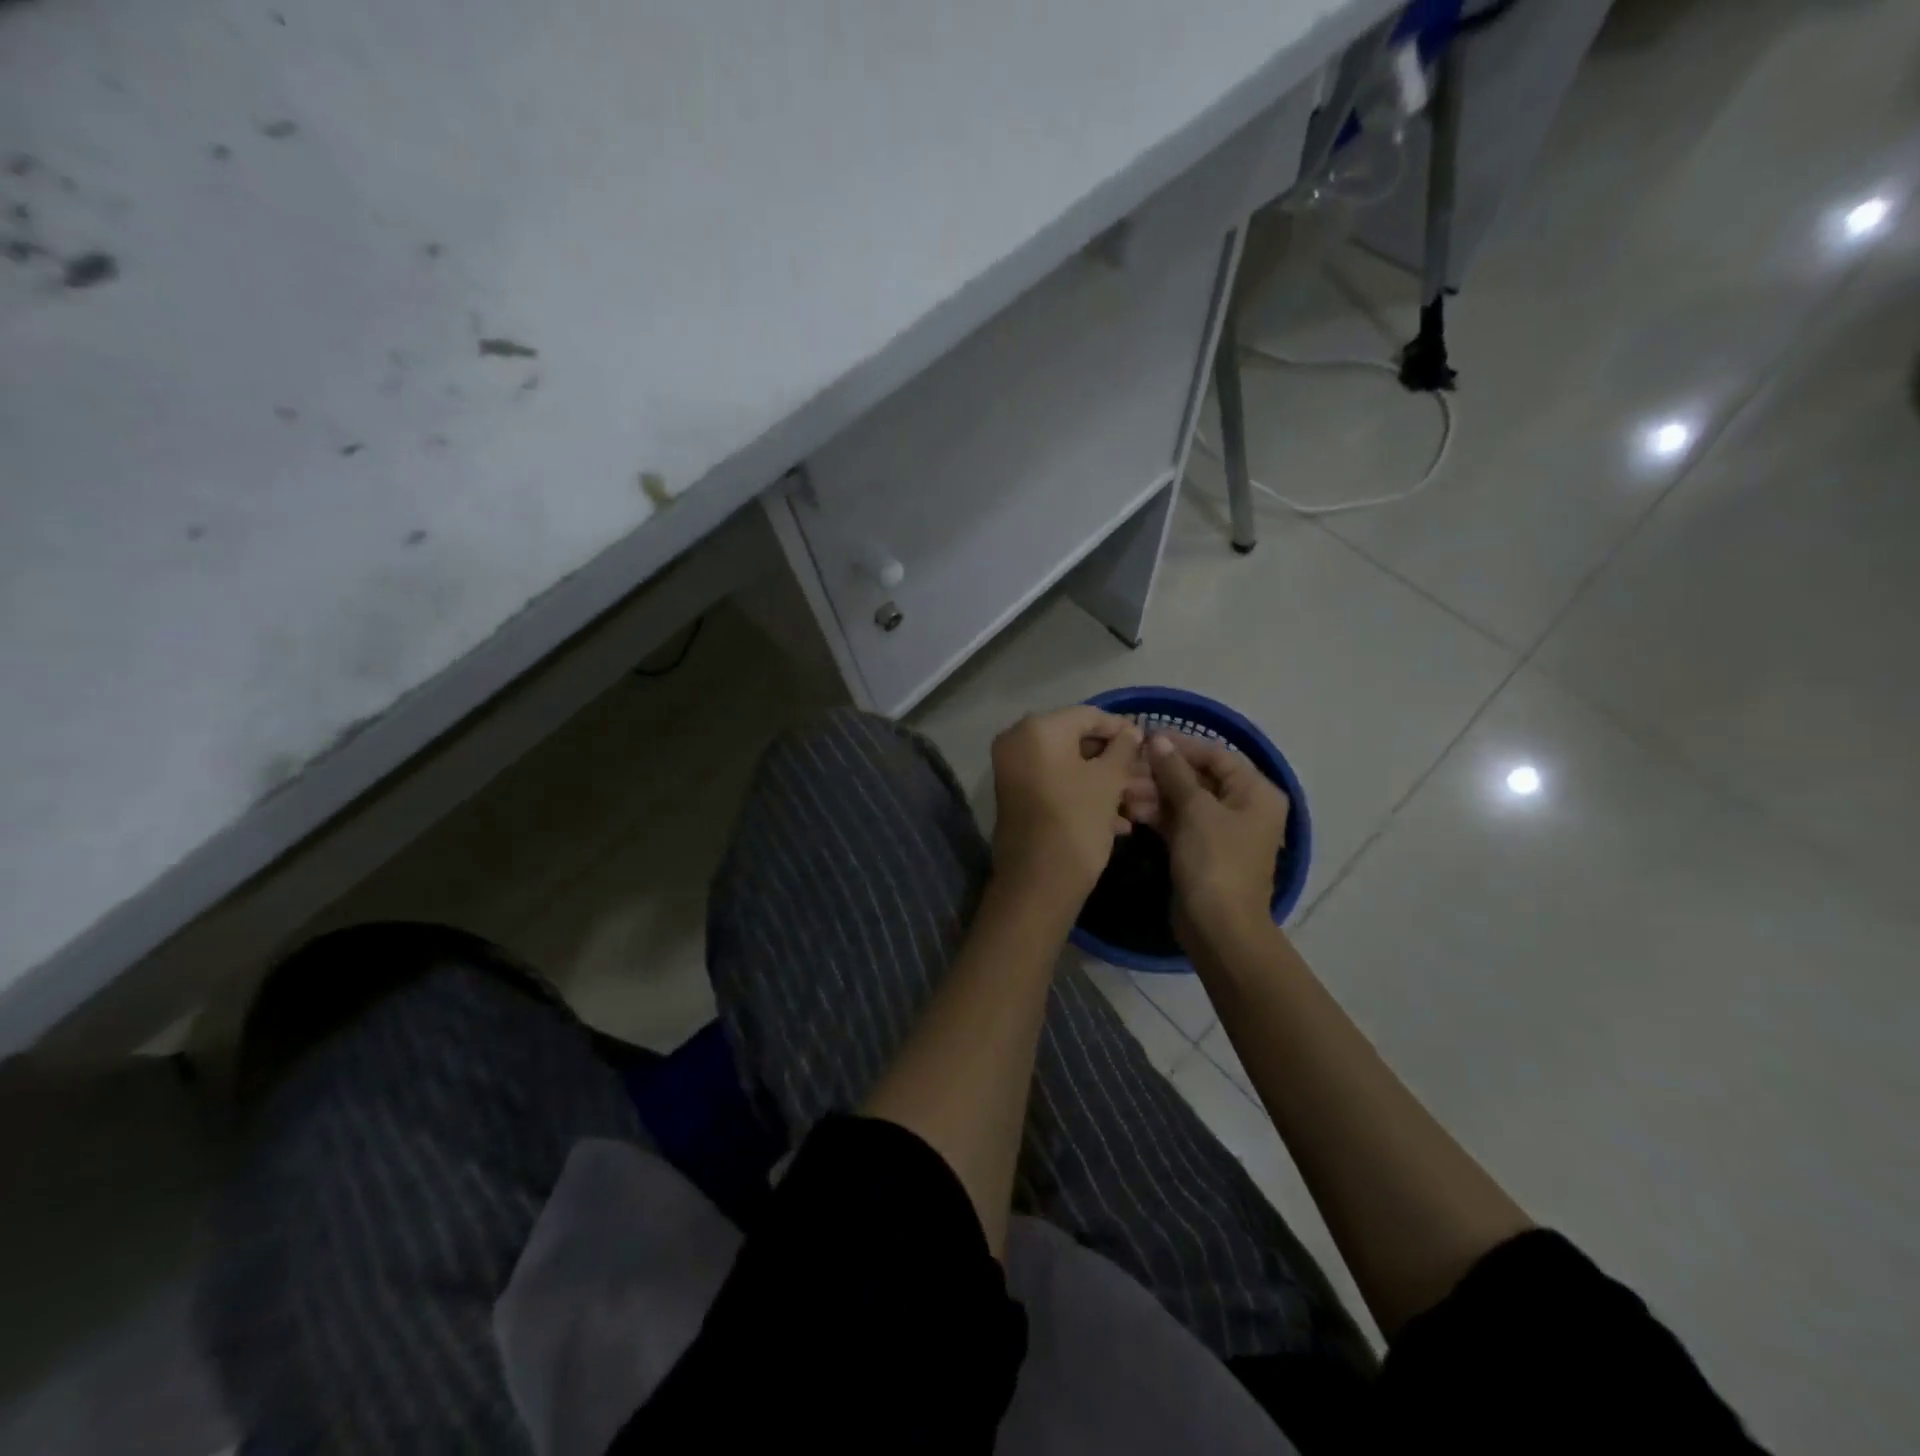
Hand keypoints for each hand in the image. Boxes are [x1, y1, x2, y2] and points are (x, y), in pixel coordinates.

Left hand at [990, 706, 1144, 905]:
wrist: (1038, 883)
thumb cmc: (1077, 821)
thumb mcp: (1107, 782)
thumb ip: (1122, 749)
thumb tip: (1131, 730)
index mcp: (1037, 730)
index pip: (1088, 716)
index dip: (1121, 728)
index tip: (1148, 744)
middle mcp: (1018, 743)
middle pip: (1077, 742)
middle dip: (1116, 762)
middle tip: (1146, 777)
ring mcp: (1015, 772)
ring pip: (1070, 769)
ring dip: (1106, 785)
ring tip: (1139, 805)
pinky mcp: (1018, 799)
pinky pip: (1057, 787)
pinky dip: (1085, 798)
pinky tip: (1119, 822)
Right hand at [1143, 733, 1288, 942]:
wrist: (1218, 927)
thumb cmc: (1215, 861)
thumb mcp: (1196, 810)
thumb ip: (1175, 772)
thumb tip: (1158, 739)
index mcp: (1256, 792)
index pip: (1216, 755)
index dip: (1181, 745)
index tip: (1144, 737)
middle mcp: (1243, 807)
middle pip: (1198, 777)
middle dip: (1161, 773)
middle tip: (1126, 769)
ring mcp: (1222, 830)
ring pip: (1184, 800)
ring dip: (1154, 794)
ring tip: (1122, 793)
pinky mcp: (1201, 850)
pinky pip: (1179, 822)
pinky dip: (1157, 815)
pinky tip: (1130, 811)